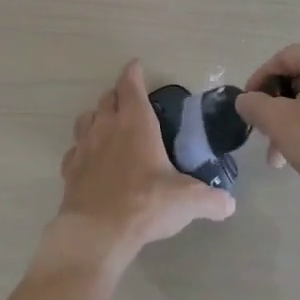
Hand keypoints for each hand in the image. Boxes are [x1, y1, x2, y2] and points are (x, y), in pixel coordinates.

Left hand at [47, 60, 234, 270]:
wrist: (97, 233)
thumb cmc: (145, 204)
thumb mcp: (187, 201)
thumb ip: (211, 200)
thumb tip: (230, 204)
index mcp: (136, 122)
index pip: (131, 85)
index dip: (133, 73)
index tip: (136, 66)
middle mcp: (107, 127)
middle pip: (107, 98)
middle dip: (118, 94)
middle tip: (129, 99)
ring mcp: (84, 147)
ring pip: (86, 118)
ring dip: (97, 116)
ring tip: (108, 125)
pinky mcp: (70, 170)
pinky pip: (74, 150)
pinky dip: (82, 149)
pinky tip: (90, 160)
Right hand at [234, 43, 299, 207]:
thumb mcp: (280, 122)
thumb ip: (255, 105)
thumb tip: (245, 100)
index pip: (281, 58)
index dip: (258, 80)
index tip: (246, 105)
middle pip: (298, 77)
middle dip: (275, 105)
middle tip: (261, 131)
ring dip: (291, 119)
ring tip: (278, 154)